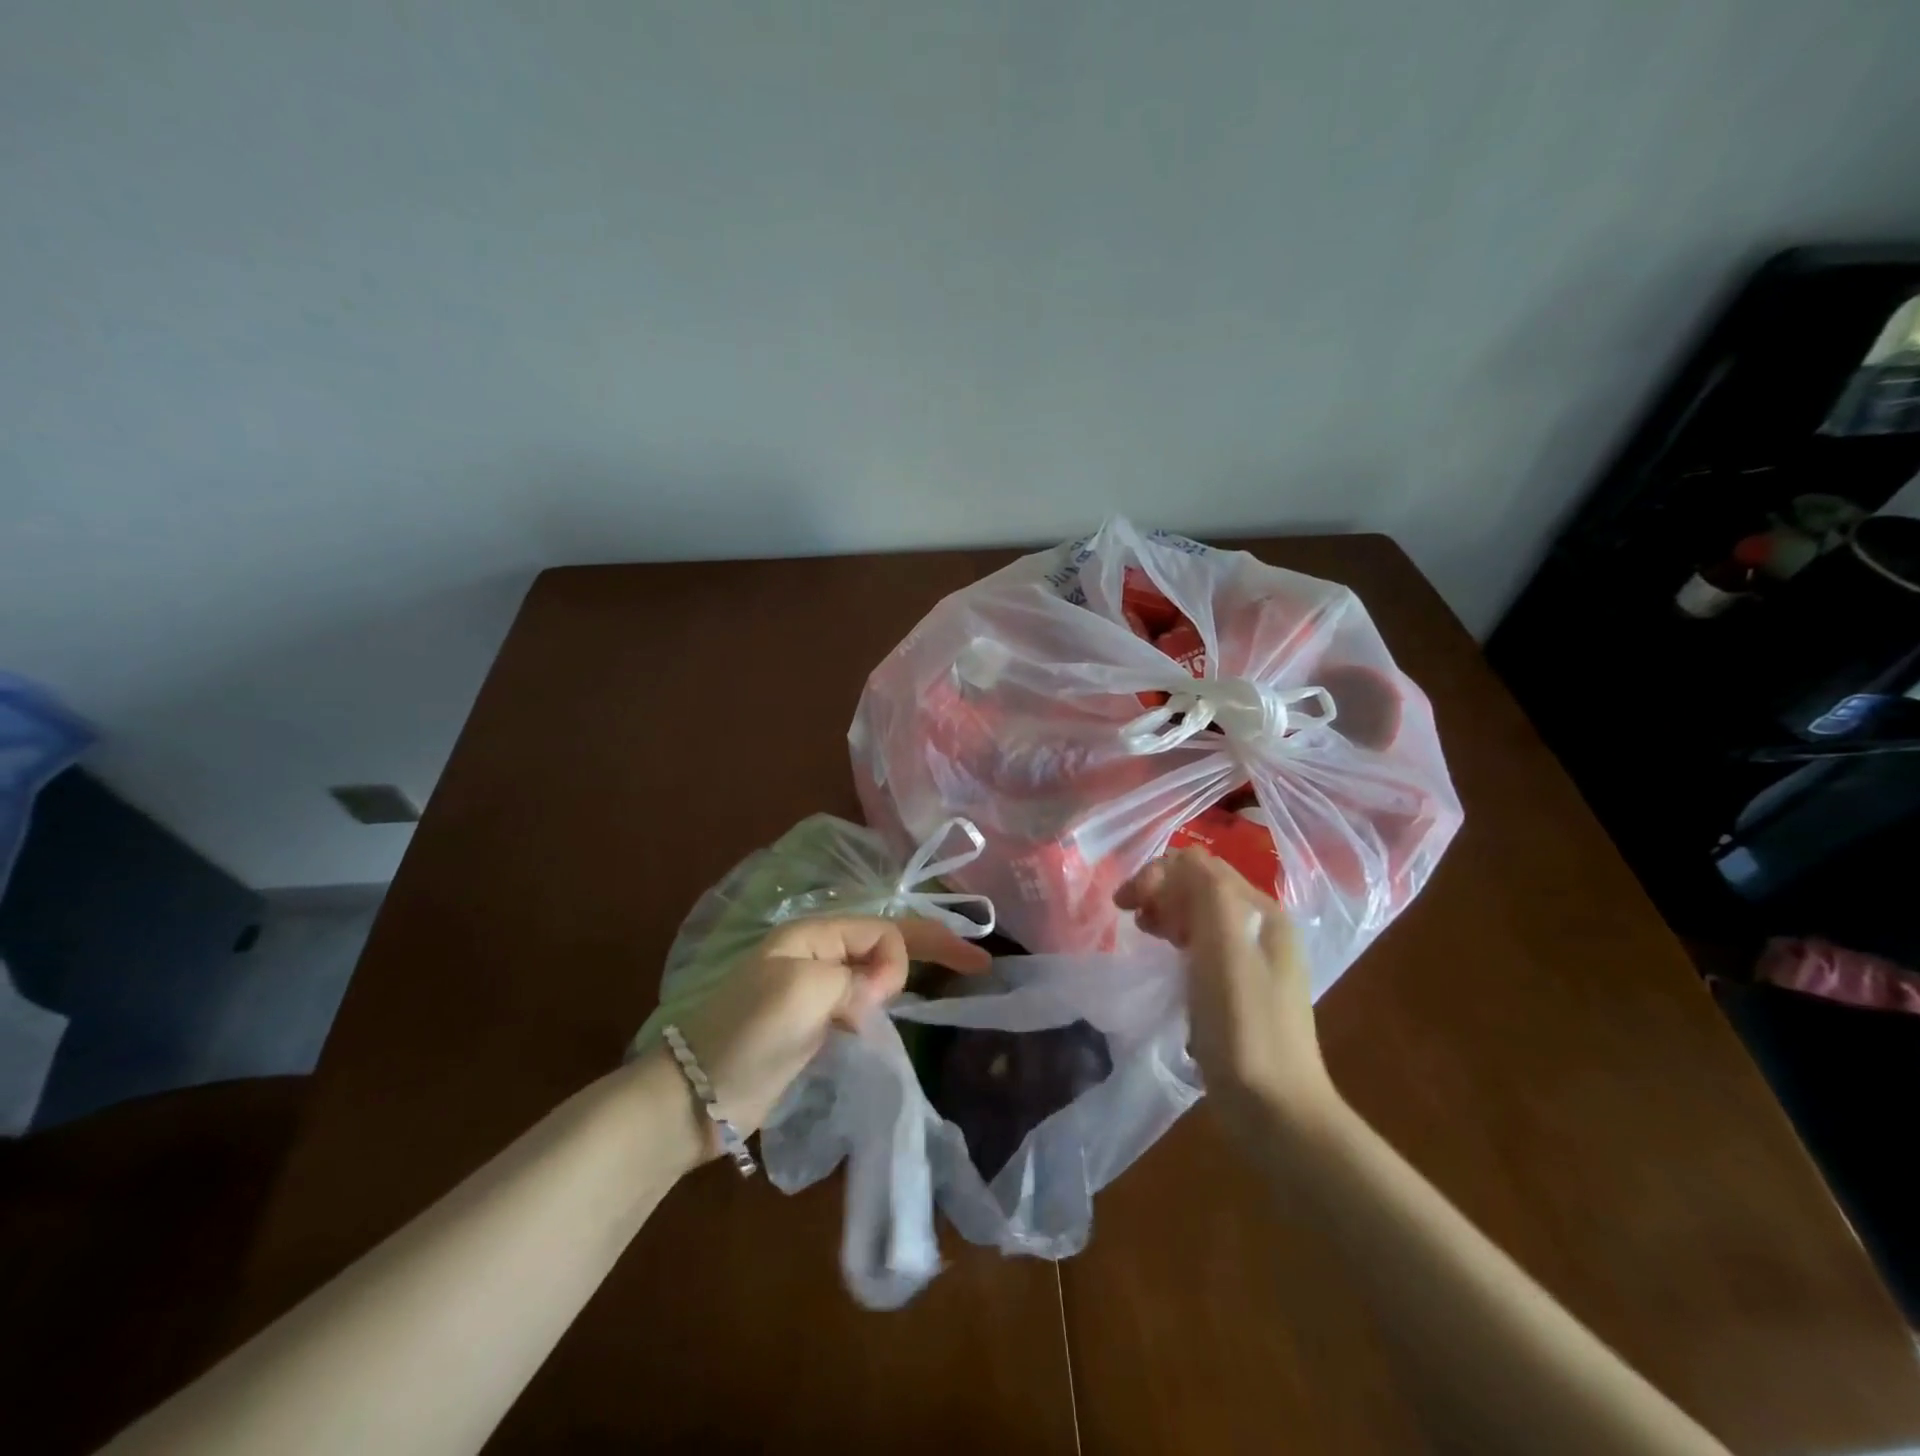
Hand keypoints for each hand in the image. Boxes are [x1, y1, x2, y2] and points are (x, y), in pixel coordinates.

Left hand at [658, 917, 989, 1159]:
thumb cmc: (746, 1034)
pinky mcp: (811, 1026)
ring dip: (903, 980)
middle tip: (976, 962)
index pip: (880, 929)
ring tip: (941, 992)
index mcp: (811, 935)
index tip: (925, 984)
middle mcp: (815, 955)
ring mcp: (812, 991)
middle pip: (882, 943)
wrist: (694, 1098)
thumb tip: (880, 989)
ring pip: (873, 974)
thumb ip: (854, 978)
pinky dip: (883, 1006)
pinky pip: (859, 1003)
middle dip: (928, 948)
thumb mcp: (803, 991)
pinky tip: (894, 1018)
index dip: (911, 950)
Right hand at [1115, 850, 1336, 1129]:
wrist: (1278, 1112)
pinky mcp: (1241, 991)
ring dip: (1166, 914)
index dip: (1158, 874)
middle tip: (1132, 919)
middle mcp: (1262, 929)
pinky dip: (1177, 942)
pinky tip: (1166, 964)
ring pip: (1200, 916)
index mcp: (1261, 913)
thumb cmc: (1245, 1027)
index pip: (1201, 866)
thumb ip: (1206, 894)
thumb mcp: (1224, 951)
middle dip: (1160, 891)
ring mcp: (1254, 961)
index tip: (1126, 905)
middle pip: (1201, 887)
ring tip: (1143, 934)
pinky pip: (1203, 946)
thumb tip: (1180, 860)